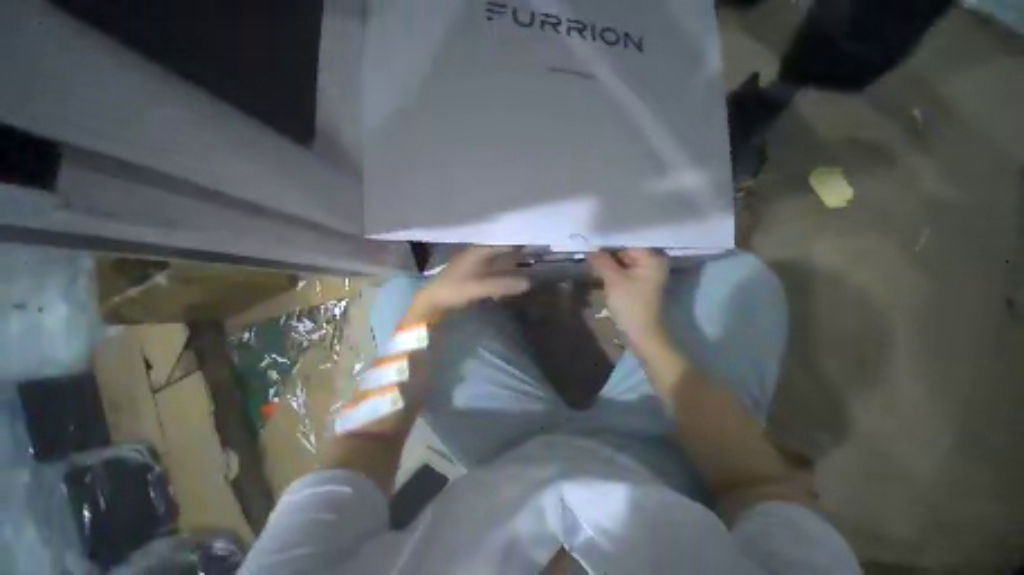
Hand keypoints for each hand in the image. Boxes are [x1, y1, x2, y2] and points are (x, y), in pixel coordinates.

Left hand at [408, 246, 530, 322]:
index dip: (518, 241)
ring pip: (498, 260)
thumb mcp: (479, 287)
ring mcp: (476, 263)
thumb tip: (528, 283)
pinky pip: (493, 270)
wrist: (433, 299)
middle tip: (535, 255)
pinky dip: (503, 274)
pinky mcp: (474, 273)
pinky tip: (510, 280)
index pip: (503, 241)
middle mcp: (478, 253)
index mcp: (478, 251)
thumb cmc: (454, 289)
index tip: (535, 243)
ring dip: (511, 264)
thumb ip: (503, 285)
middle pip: (502, 250)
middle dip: (517, 252)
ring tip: (527, 266)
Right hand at [588, 249, 669, 351]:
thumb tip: (590, 250)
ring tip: (592, 260)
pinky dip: (614, 271)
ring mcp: (648, 274)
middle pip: (626, 251)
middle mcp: (653, 262)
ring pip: (624, 262)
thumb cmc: (630, 304)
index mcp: (652, 258)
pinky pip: (626, 271)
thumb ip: (602, 262)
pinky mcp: (641, 283)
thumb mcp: (613, 280)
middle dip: (608, 253)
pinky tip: (601, 270)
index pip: (627, 242)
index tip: (592, 243)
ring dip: (609, 263)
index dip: (609, 243)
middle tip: (589, 252)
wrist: (641, 332)